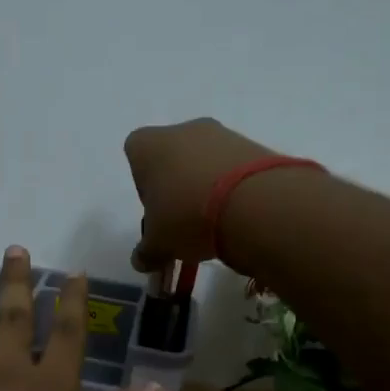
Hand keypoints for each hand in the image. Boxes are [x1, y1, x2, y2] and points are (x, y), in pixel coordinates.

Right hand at [124, 117, 278, 270]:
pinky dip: (234, 186)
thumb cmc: (186, 216)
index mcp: (147, 144)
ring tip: (216, 221)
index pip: (135, 156)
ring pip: (205, 160)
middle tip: (185, 219)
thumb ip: (146, 252)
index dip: (144, 186)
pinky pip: (234, 166)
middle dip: (177, 186)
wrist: (253, 203)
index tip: (157, 212)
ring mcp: (220, 133)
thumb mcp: (158, 244)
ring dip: (207, 185)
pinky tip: (239, 212)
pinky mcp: (253, 144)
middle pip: (172, 157)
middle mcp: (182, 129)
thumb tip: (142, 261)